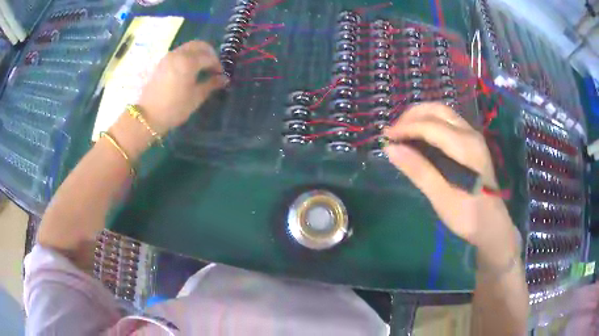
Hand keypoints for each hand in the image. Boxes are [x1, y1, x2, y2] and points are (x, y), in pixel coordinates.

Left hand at [137, 41, 227, 133]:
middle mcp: (179, 54)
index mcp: (189, 62)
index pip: (209, 57)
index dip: (217, 65)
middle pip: (199, 45)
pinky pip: (179, 53)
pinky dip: (187, 56)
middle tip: (213, 67)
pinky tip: (188, 70)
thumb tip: (224, 78)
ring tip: (201, 69)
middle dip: (209, 53)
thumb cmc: (174, 108)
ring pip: (188, 47)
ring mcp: (168, 57)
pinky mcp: (162, 63)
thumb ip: (211, 84)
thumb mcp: (196, 97)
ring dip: (198, 53)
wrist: (148, 116)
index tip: (220, 75)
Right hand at [383, 103, 512, 247]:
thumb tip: (391, 149)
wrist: (492, 225)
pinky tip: (420, 138)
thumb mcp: (442, 198)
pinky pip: (448, 122)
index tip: (385, 138)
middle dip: (412, 116)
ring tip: (402, 132)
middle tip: (393, 132)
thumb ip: (419, 171)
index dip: (405, 127)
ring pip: (443, 113)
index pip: (430, 125)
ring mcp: (473, 137)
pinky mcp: (472, 143)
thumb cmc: (468, 216)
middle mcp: (470, 134)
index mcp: (465, 147)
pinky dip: (429, 123)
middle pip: (437, 110)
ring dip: (420, 117)